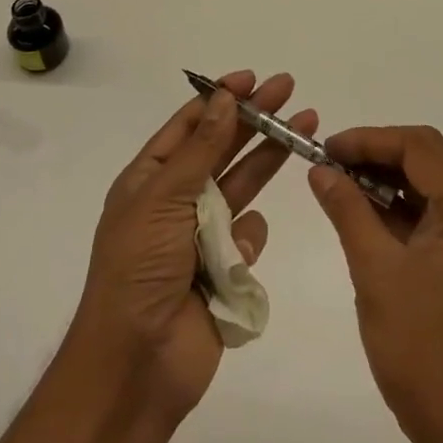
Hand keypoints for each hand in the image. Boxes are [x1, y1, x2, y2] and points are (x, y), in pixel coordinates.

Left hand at [74, 71, 314, 420]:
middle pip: (222, 147)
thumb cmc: (139, 269)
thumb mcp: (163, 198)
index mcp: (150, 179)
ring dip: (268, 159)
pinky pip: (249, 238)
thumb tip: (222, 98)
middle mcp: (176, 200)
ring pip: (243, 185)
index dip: (218, 98)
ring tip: (304, 129)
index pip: (188, 125)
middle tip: (289, 89)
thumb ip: (200, 149)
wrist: (137, 364)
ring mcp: (201, 235)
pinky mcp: (225, 269)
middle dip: (255, 118)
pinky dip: (249, 240)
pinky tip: (237, 257)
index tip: (250, 78)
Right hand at [308, 125, 442, 442]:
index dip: (370, 139)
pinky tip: (363, 215)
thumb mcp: (375, 273)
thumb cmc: (422, 351)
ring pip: (428, 185)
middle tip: (330, 164)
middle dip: (376, 154)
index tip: (327, 149)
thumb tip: (320, 169)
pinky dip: (397, 208)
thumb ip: (348, 211)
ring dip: (385, 179)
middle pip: (427, 159)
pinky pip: (431, 215)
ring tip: (338, 185)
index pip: (419, 147)